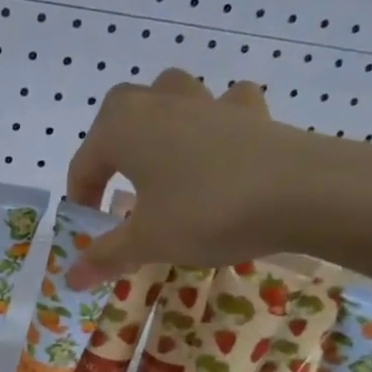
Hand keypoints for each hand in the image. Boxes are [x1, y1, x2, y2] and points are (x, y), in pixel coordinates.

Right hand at [64, 70, 325, 289]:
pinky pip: (225, 105)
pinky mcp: (250, 111)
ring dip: (158, 118)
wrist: (301, 191)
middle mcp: (157, 104)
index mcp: (121, 130)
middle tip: (118, 183)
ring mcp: (206, 102)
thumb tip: (70, 278)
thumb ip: (105, 256)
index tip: (90, 228)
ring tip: (163, 155)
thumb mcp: (148, 242)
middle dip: (111, 144)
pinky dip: (217, 118)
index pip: (85, 164)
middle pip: (118, 111)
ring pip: (169, 94)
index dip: (82, 198)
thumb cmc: (206, 212)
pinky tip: (222, 144)